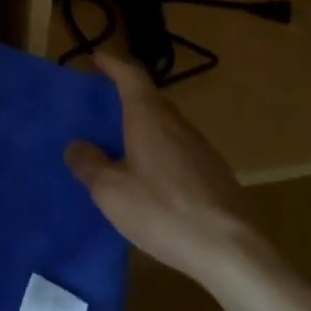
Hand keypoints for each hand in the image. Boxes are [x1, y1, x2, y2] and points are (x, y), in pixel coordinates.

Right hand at [65, 53, 259, 281]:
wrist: (233, 251)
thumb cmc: (164, 211)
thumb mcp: (111, 192)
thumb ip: (89, 164)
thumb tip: (77, 146)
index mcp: (150, 118)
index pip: (131, 76)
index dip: (113, 64)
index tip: (96, 59)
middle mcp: (178, 125)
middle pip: (151, 99)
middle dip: (127, 96)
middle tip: (104, 106)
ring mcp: (202, 149)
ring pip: (168, 125)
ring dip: (145, 126)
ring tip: (124, 145)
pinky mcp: (215, 175)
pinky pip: (180, 150)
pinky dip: (161, 151)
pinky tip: (153, 179)